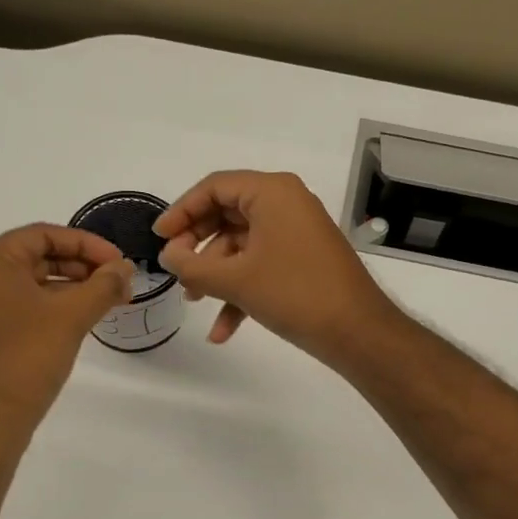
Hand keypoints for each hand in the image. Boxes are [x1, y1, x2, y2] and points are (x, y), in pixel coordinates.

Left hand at [0, 224, 132, 442]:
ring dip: (73, 288)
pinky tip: (83, 320)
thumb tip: (126, 268)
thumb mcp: (71, 316)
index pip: (44, 234)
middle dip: (83, 266)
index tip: (120, 262)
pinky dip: (56, 308)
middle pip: (39, 257)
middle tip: (119, 282)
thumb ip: (103, 285)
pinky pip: (27, 307)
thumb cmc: (25, 358)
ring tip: (109, 301)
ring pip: (35, 284)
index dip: (87, 244)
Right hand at [154, 171, 395, 367]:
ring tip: (195, 301)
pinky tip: (222, 331)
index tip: (159, 239)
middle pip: (226, 215)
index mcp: (272, 192)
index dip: (181, 211)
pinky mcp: (302, 260)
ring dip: (216, 274)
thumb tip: (168, 256)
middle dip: (198, 247)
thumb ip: (192, 265)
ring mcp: (296, 233)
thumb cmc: (294, 293)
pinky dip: (240, 291)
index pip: (215, 187)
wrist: (357, 332)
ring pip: (242, 245)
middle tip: (176, 270)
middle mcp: (285, 204)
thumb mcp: (235, 280)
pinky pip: (261, 265)